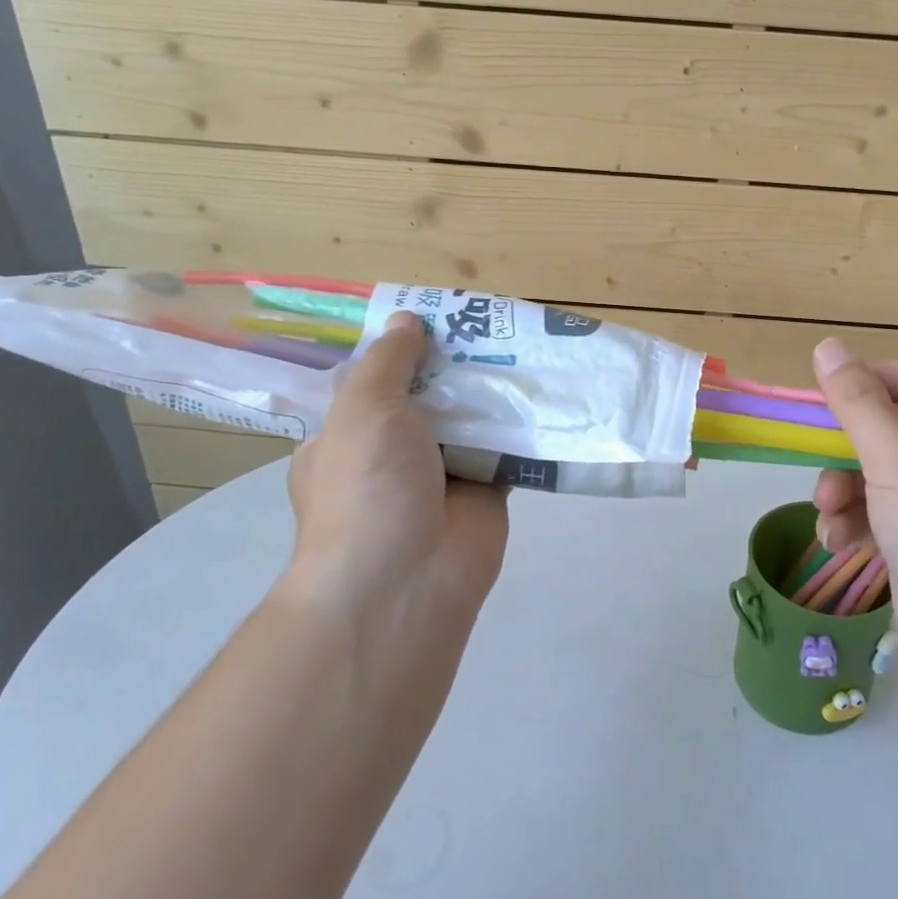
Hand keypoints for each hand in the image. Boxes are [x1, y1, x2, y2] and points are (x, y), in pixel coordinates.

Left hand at [282, 312, 508, 619]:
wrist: (406, 581)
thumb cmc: (367, 487)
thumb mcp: (363, 409)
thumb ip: (388, 362)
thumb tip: (406, 319)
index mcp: (349, 436)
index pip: (375, 383)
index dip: (403, 349)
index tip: (436, 317)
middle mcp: (393, 453)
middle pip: (429, 396)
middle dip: (456, 365)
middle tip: (493, 322)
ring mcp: (441, 474)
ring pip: (471, 420)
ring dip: (494, 391)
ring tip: (527, 343)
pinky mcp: (486, 491)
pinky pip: (507, 449)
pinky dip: (524, 426)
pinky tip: (547, 389)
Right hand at [810, 339, 897, 695]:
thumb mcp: (896, 458)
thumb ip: (857, 401)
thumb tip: (827, 345)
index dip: (866, 382)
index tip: (822, 401)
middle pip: (889, 427)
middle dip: (846, 451)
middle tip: (820, 469)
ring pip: (877, 472)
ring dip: (843, 491)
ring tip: (828, 516)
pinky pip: (881, 511)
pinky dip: (856, 521)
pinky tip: (838, 542)